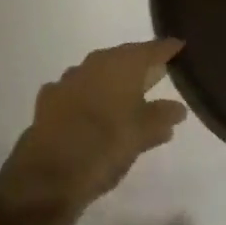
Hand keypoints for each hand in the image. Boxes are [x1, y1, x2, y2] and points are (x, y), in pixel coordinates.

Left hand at [0, 40, 188, 213]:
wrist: (45, 177)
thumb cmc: (104, 147)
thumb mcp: (142, 135)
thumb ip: (162, 117)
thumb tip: (178, 108)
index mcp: (121, 65)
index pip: (151, 49)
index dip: (167, 49)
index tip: (180, 47)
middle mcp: (94, 64)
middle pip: (123, 58)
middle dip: (139, 65)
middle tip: (157, 72)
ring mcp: (67, 81)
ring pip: (97, 73)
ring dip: (112, 81)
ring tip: (126, 95)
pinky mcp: (48, 102)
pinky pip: (76, 91)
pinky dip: (88, 97)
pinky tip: (91, 111)